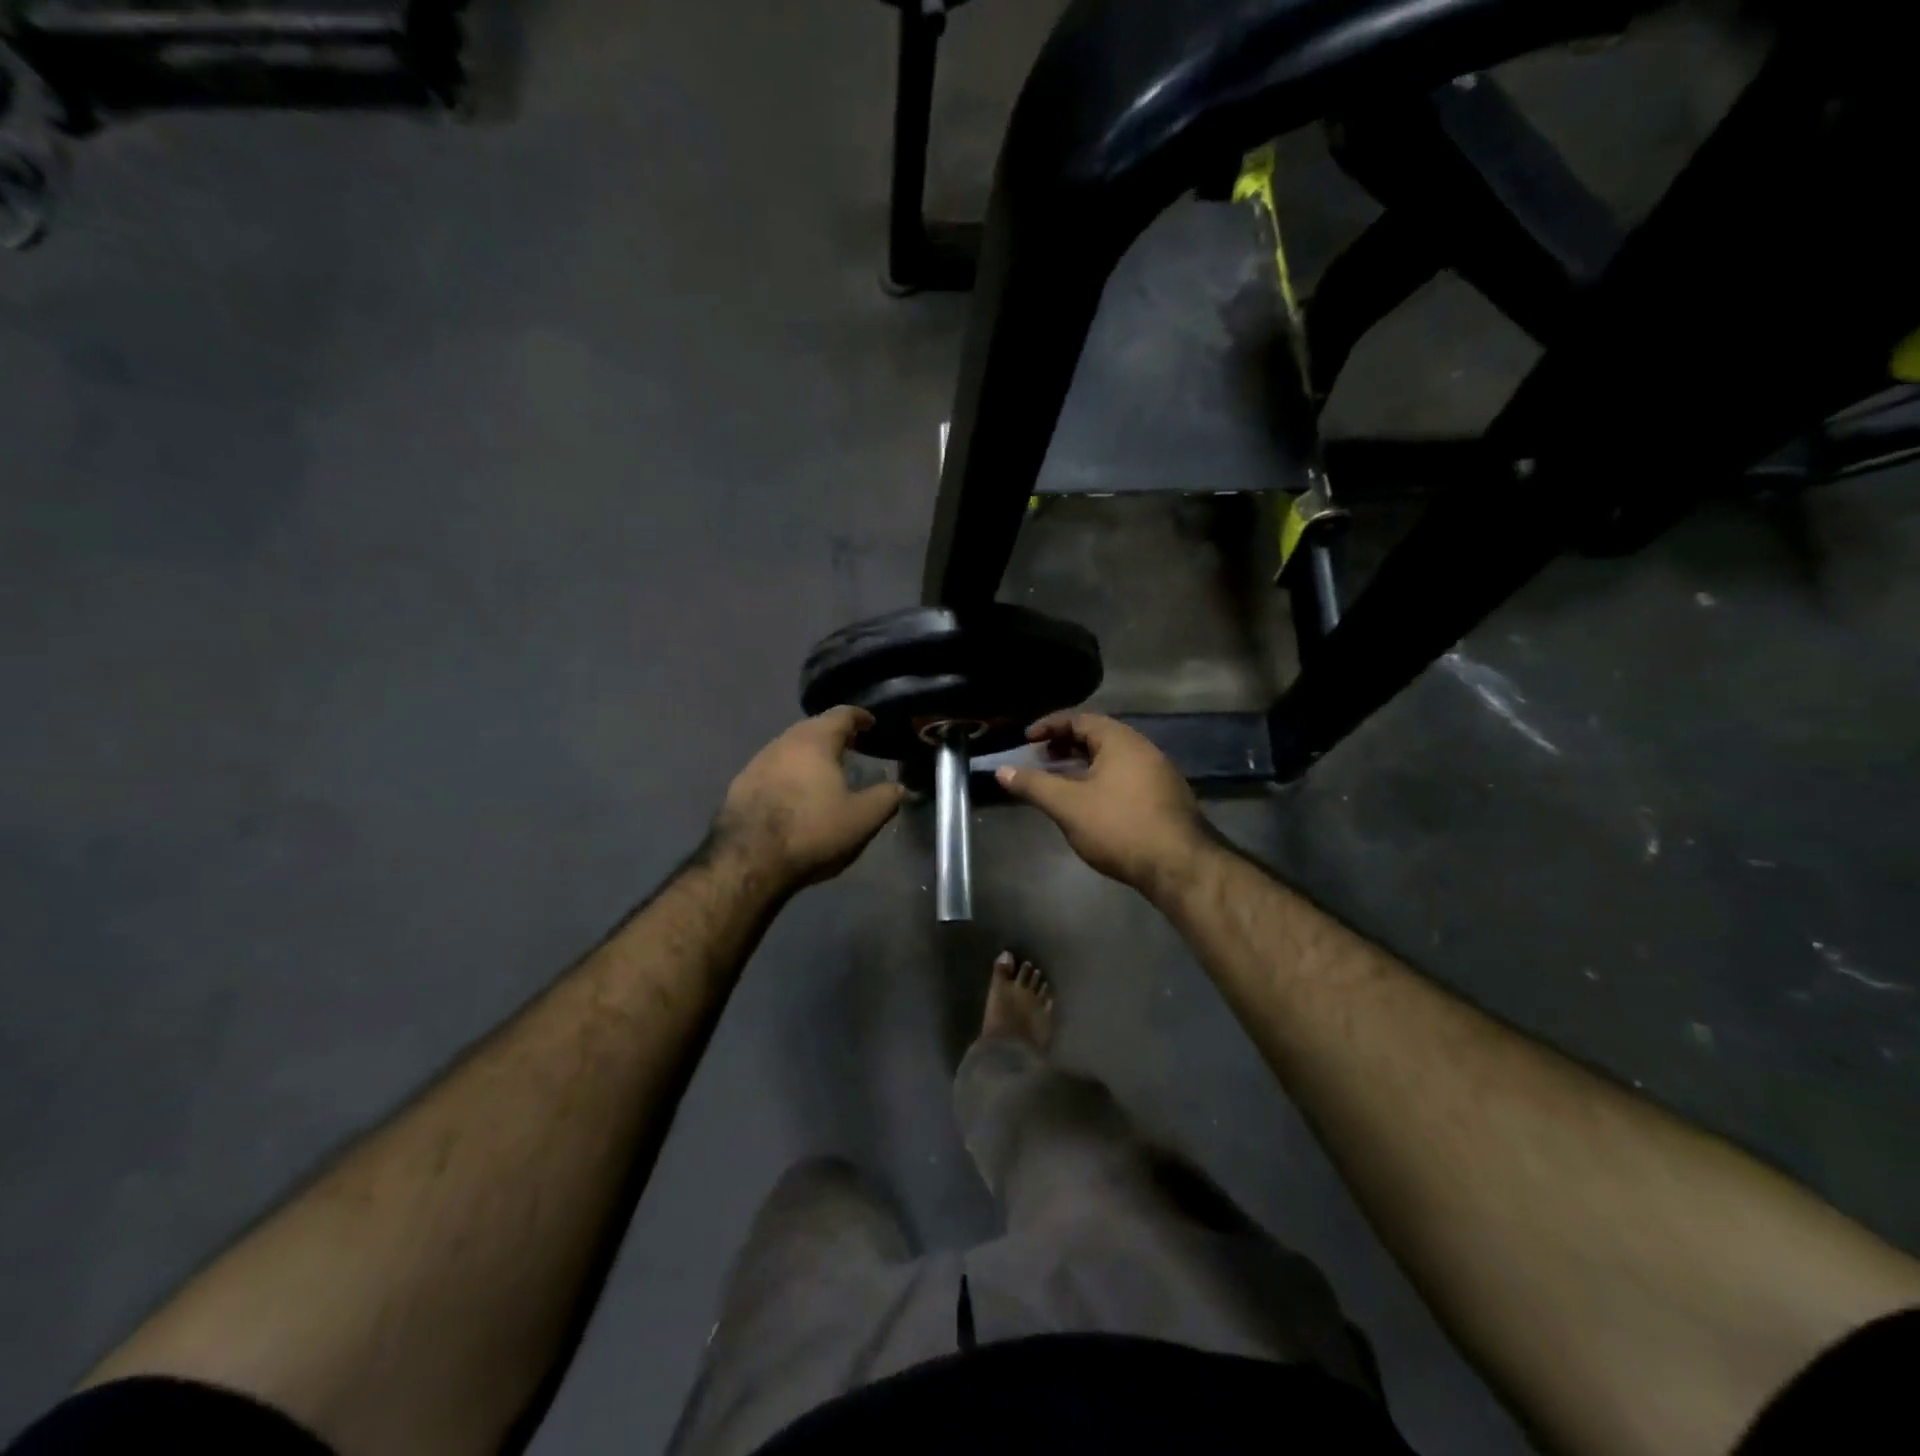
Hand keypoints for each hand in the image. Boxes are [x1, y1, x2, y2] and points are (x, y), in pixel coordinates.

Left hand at [714, 707, 906, 888]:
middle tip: (852, 748)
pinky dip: (790, 774)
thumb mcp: (863, 819)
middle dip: (834, 735)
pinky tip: (796, 795)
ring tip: (826, 772)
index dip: (860, 717)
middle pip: (813, 728)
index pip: (842, 714)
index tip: (871, 724)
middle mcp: (784, 741)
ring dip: (810, 755)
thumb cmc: (813, 831)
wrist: (748, 859)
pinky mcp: (741, 785)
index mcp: (815, 740)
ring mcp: (758, 762)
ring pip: (791, 748)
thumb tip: (898, 787)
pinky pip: (773, 769)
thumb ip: (886, 798)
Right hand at [995, 713, 1210, 895]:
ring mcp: (1159, 774)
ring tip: (1061, 783)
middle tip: (1042, 759)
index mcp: (1121, 741)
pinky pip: (1127, 777)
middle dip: (1066, 745)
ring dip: (1084, 765)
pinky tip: (1091, 805)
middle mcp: (1144, 749)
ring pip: (1114, 759)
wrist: (1179, 866)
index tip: (1027, 740)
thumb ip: (1034, 785)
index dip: (1050, 726)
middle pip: (1099, 737)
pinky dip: (1102, 781)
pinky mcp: (1166, 799)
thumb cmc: (1119, 827)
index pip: (1080, 719)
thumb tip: (1002, 771)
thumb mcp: (1068, 805)